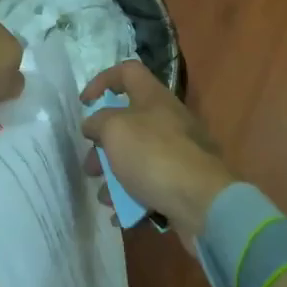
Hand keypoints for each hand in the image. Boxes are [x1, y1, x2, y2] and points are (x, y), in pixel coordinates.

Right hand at [80, 61, 235, 240]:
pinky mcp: (181, 181)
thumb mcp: (115, 130)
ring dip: (114, 175)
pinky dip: (132, 197)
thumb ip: (98, 122)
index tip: (84, 104)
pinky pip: (149, 184)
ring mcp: (177, 151)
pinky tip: (119, 215)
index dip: (103, 80)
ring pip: (136, 157)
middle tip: (90, 165)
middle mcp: (167, 119)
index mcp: (153, 97)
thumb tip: (93, 124)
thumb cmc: (153, 154)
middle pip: (128, 121)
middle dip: (103, 144)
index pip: (127, 71)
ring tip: (103, 197)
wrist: (201, 200)